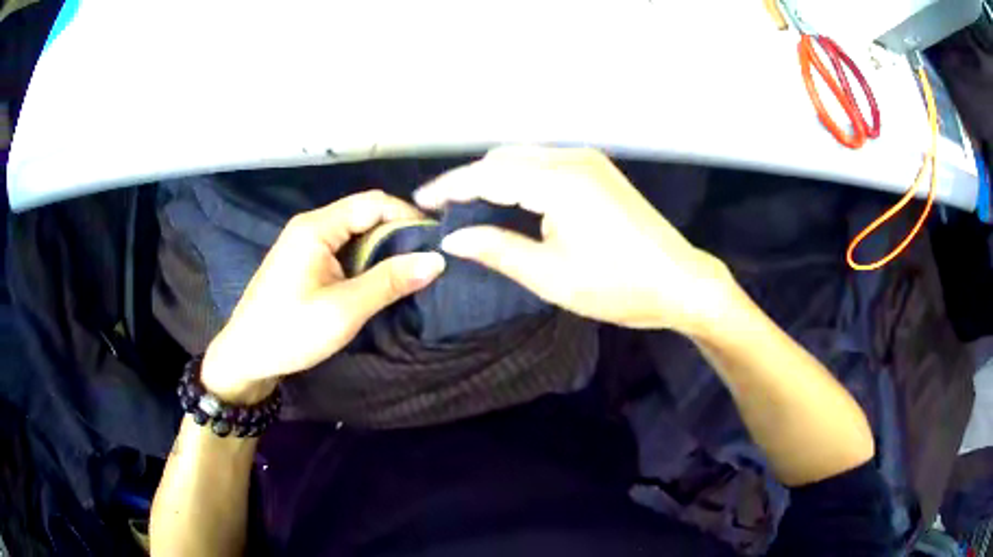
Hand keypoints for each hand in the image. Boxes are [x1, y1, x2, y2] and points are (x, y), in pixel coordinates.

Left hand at [201, 191, 445, 403]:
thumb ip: (390, 282)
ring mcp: (306, 243)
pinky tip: (381, 280)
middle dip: (399, 234)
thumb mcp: (344, 310)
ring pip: (355, 233)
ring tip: (412, 272)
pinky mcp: (305, 261)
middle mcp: (311, 226)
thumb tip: (437, 260)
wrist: (245, 356)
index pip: (373, 203)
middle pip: (365, 214)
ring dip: (384, 249)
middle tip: (429, 261)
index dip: (408, 217)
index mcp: (317, 227)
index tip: (437, 242)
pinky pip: (343, 250)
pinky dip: (366, 261)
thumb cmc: (290, 332)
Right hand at [414, 146, 732, 332]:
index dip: (450, 187)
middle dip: (469, 180)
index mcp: (558, 182)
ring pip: (524, 158)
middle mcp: (571, 159)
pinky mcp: (599, 170)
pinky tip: (510, 200)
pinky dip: (520, 177)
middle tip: (445, 210)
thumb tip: (454, 238)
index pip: (488, 175)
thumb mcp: (551, 275)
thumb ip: (498, 250)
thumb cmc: (618, 286)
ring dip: (494, 177)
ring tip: (470, 206)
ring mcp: (588, 161)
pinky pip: (545, 164)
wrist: (679, 282)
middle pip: (504, 159)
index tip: (421, 201)